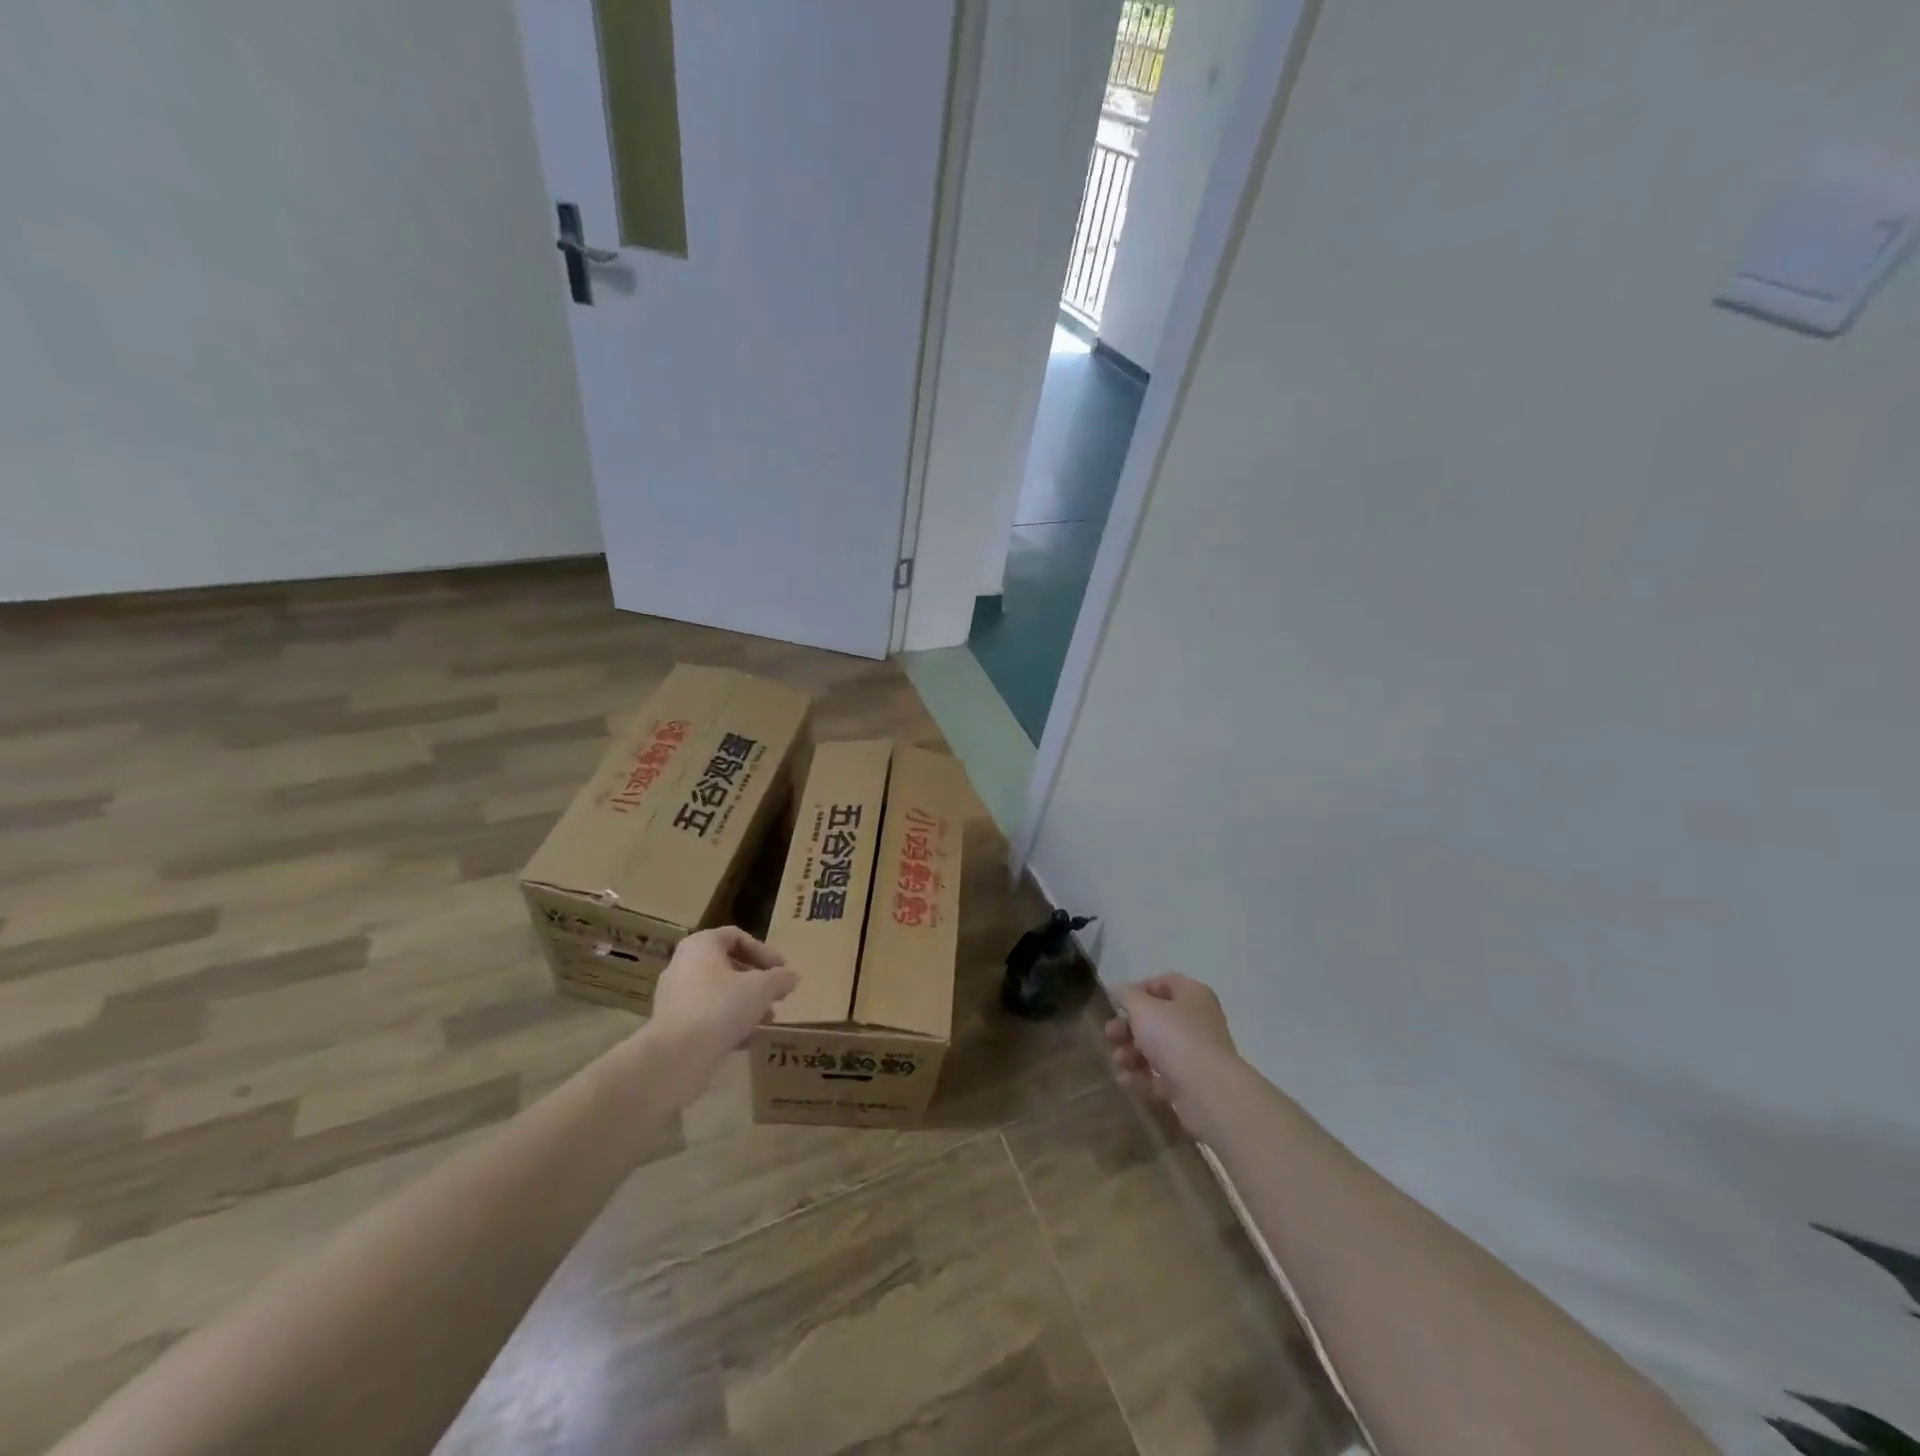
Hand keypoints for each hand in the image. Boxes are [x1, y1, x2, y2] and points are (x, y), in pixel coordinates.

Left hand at [647, 927, 796, 1065]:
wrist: (677, 1056)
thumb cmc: (721, 1007)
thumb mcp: (762, 988)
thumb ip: (780, 979)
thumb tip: (791, 977)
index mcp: (700, 946)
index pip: (736, 937)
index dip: (764, 951)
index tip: (782, 969)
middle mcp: (683, 965)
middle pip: (727, 965)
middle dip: (756, 981)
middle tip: (776, 995)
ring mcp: (674, 997)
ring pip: (718, 993)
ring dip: (745, 1004)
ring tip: (766, 1020)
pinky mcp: (672, 1026)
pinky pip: (706, 1016)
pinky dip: (728, 1023)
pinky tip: (748, 1039)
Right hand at [1105, 974, 1240, 1137]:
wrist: (1209, 1092)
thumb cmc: (1175, 1038)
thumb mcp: (1143, 1008)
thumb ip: (1126, 995)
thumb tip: (1116, 989)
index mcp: (1193, 995)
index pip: (1163, 983)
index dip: (1137, 991)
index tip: (1116, 1004)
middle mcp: (1198, 1020)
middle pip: (1156, 1018)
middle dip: (1128, 1027)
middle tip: (1110, 1035)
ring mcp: (1196, 1053)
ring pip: (1157, 1047)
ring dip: (1131, 1053)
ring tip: (1118, 1061)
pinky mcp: (1191, 1082)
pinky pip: (1161, 1074)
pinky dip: (1142, 1075)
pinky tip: (1124, 1080)